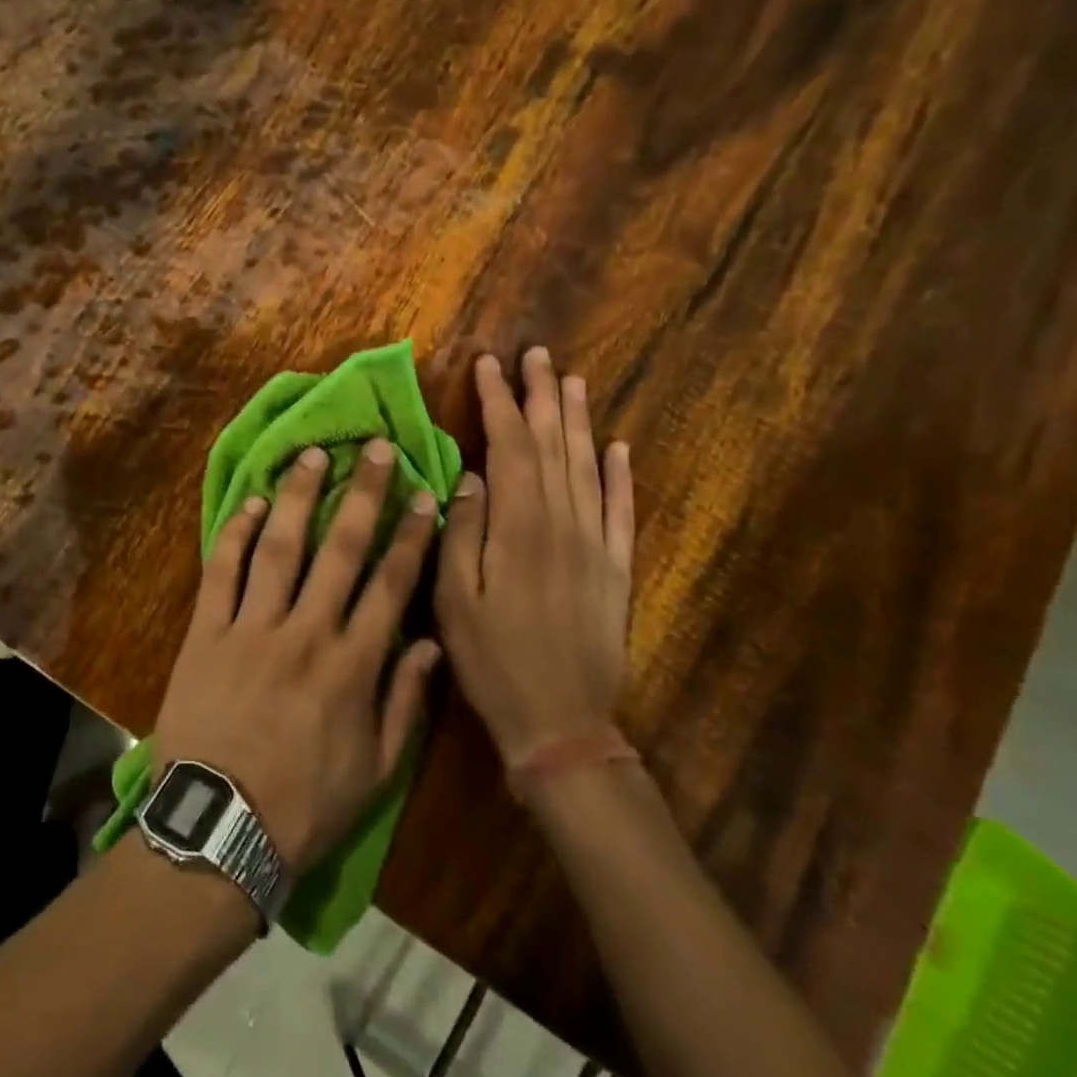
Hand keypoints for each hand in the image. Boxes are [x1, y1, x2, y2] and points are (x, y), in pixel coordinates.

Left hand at [151, 441, 443, 873]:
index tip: (424, 495)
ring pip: (281, 547)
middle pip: (340, 549)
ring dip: (299, 497)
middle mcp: (306, 631)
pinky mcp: (207, 631)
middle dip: (362, 494)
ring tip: (313, 455)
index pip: (390, 585)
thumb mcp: (376, 771)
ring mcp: (252, 627)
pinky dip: (237, 533)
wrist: (220, 825)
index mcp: (352, 665)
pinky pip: (223, 571)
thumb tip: (427, 642)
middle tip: (374, 448)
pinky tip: (253, 502)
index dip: (411, 536)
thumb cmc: (305, 804)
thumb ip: (404, 702)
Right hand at [435, 348, 635, 771]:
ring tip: (571, 380)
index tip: (487, 365)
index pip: (511, 446)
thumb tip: (471, 476)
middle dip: (541, 395)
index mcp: (519, 528)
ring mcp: (597, 545)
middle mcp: (564, 524)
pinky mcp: (617, 569)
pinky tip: (619, 447)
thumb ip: (462, 532)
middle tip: (535, 354)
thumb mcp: (454, 599)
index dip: (498, 403)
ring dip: (579, 420)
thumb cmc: (492, 660)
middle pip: (554, 444)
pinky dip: (622, 475)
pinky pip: (623, 510)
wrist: (562, 723)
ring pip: (588, 466)